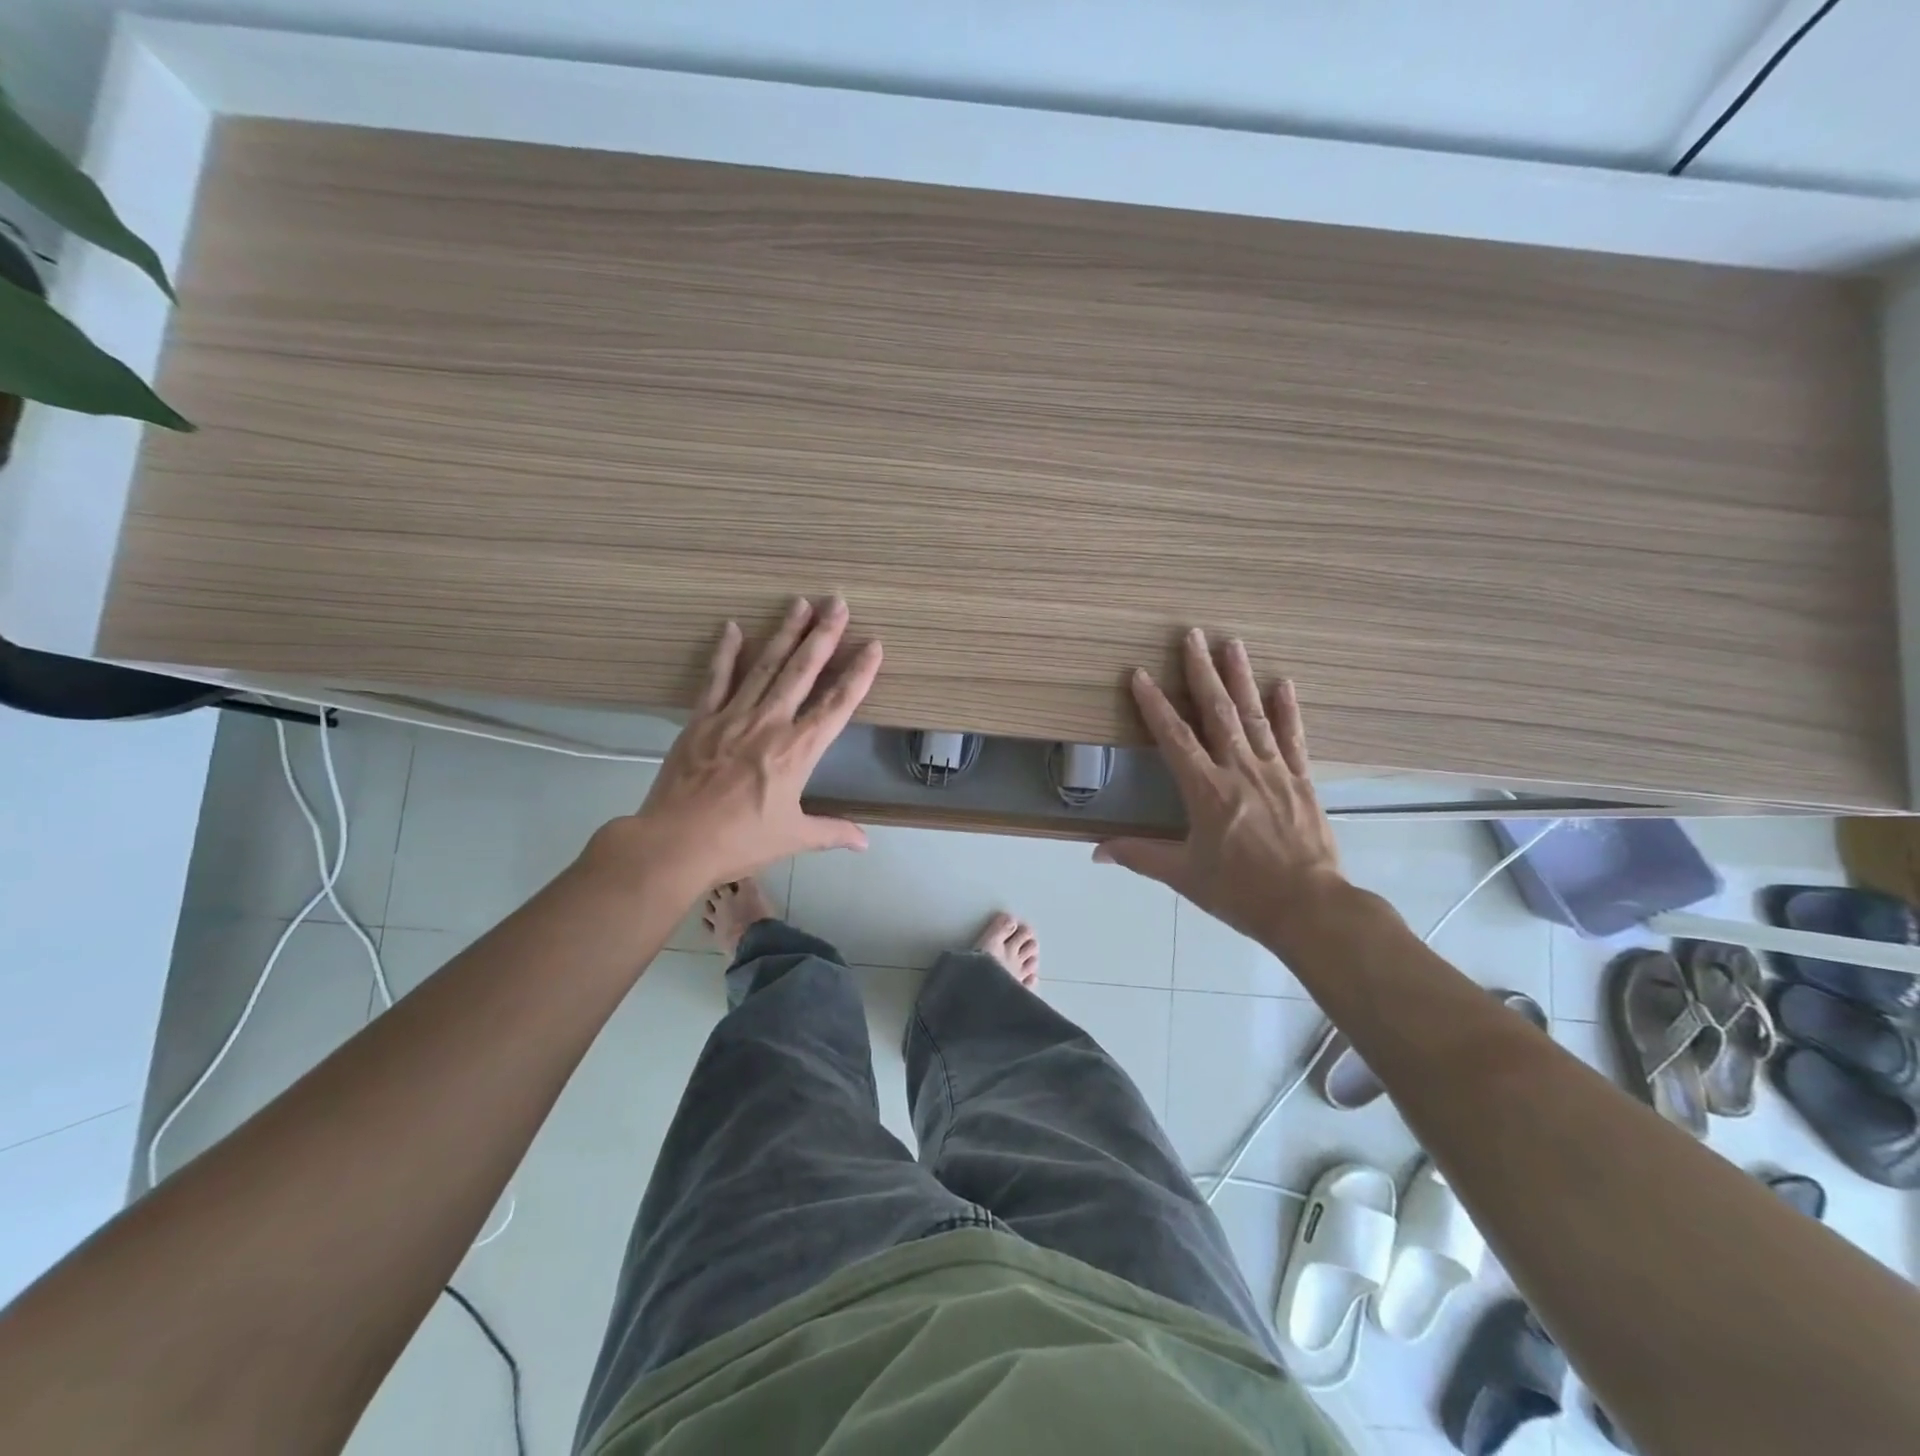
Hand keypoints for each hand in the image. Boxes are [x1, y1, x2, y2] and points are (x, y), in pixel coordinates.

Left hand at [587, 596, 881, 892]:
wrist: (675, 842)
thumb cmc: (740, 841)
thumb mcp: (793, 838)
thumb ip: (832, 832)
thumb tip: (865, 842)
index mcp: (798, 751)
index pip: (837, 705)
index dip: (859, 674)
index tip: (873, 646)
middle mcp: (770, 723)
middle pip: (802, 671)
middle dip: (824, 635)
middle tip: (838, 603)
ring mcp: (734, 716)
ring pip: (765, 665)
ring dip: (785, 632)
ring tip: (800, 603)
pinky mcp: (701, 719)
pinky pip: (716, 678)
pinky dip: (725, 652)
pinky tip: (733, 627)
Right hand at [1095, 630, 1346, 950]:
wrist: (1309, 908)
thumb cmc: (1240, 892)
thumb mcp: (1184, 875)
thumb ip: (1140, 856)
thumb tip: (1096, 851)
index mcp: (1206, 790)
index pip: (1174, 737)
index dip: (1154, 704)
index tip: (1140, 674)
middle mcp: (1239, 770)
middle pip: (1217, 712)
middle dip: (1201, 671)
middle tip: (1193, 635)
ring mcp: (1275, 772)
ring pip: (1254, 715)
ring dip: (1241, 677)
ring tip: (1232, 643)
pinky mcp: (1302, 781)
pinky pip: (1293, 738)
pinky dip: (1287, 710)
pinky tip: (1283, 683)